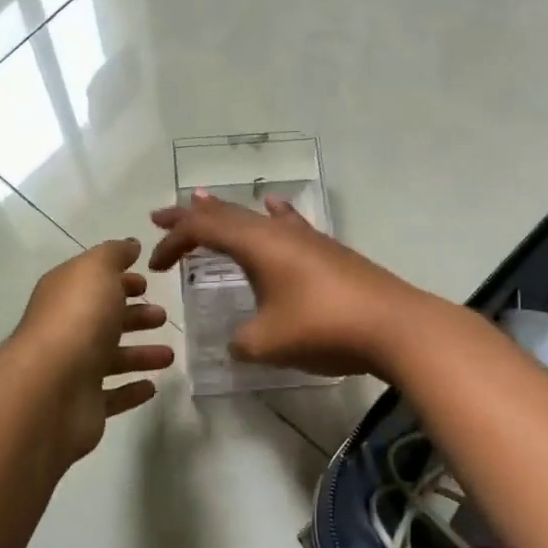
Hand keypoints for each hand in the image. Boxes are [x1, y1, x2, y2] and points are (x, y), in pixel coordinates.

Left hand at [12, 238, 175, 465]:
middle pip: (104, 320)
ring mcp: (73, 370)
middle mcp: (66, 330)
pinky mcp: (84, 406)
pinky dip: (131, 390)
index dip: (119, 281)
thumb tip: (130, 245)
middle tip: (163, 316)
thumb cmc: (78, 319)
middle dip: (134, 316)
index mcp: (65, 296)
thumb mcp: (96, 270)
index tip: (146, 283)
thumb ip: (114, 254)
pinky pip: (112, 396)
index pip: (93, 283)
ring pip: (111, 358)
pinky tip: (152, 386)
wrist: (51, 388)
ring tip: (168, 355)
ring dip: (140, 354)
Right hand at [148, 193, 435, 379]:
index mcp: (256, 245)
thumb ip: (240, 341)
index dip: (173, 242)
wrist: (393, 327)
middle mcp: (279, 232)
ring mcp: (307, 239)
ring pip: (255, 217)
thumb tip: (237, 341)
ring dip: (226, 215)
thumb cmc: (322, 328)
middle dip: (190, 217)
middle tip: (160, 217)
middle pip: (225, 214)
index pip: (202, 230)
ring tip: (204, 205)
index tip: (154, 265)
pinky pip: (289, 224)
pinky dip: (271, 217)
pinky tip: (273, 207)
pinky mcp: (328, 252)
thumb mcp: (266, 343)